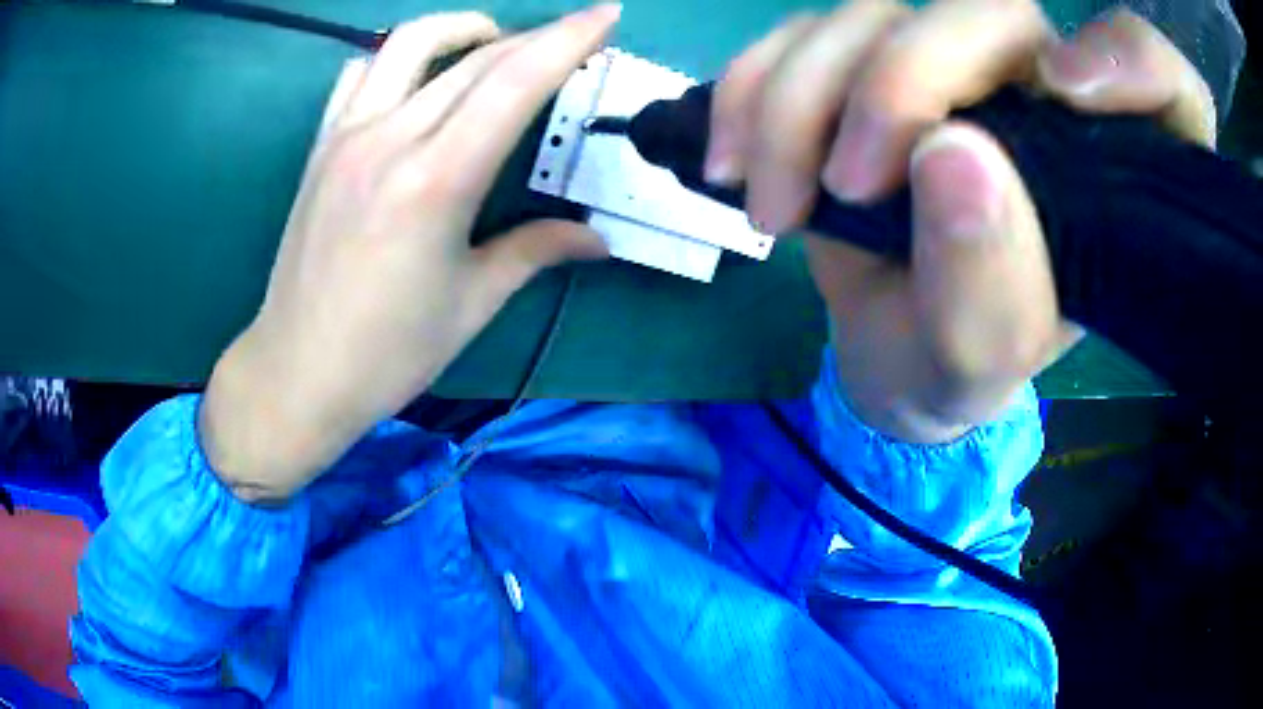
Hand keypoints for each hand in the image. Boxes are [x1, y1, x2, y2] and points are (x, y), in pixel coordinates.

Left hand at [201, 6, 621, 501]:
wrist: (296, 372)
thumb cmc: (386, 353)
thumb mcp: (471, 304)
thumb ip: (536, 252)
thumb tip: (597, 238)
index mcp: (434, 181)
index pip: (514, 82)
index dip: (568, 39)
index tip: (607, 14)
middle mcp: (388, 140)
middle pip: (475, 57)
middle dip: (537, 36)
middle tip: (574, 40)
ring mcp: (345, 136)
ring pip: (409, 42)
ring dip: (463, 29)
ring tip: (495, 46)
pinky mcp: (320, 147)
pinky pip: (360, 72)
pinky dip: (398, 58)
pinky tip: (417, 81)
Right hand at [709, 0, 1214, 442]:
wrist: (882, 349)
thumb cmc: (947, 367)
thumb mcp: (977, 365)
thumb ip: (993, 290)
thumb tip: (952, 154)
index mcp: (1109, 175)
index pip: (1167, 84)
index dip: (1133, 63)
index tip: (1069, 94)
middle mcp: (1042, 96)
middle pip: (988, 9)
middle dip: (903, 78)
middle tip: (847, 181)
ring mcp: (950, 67)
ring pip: (871, 9)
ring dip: (799, 97)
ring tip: (770, 205)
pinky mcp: (865, 62)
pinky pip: (800, 31)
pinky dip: (751, 86)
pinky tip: (736, 160)